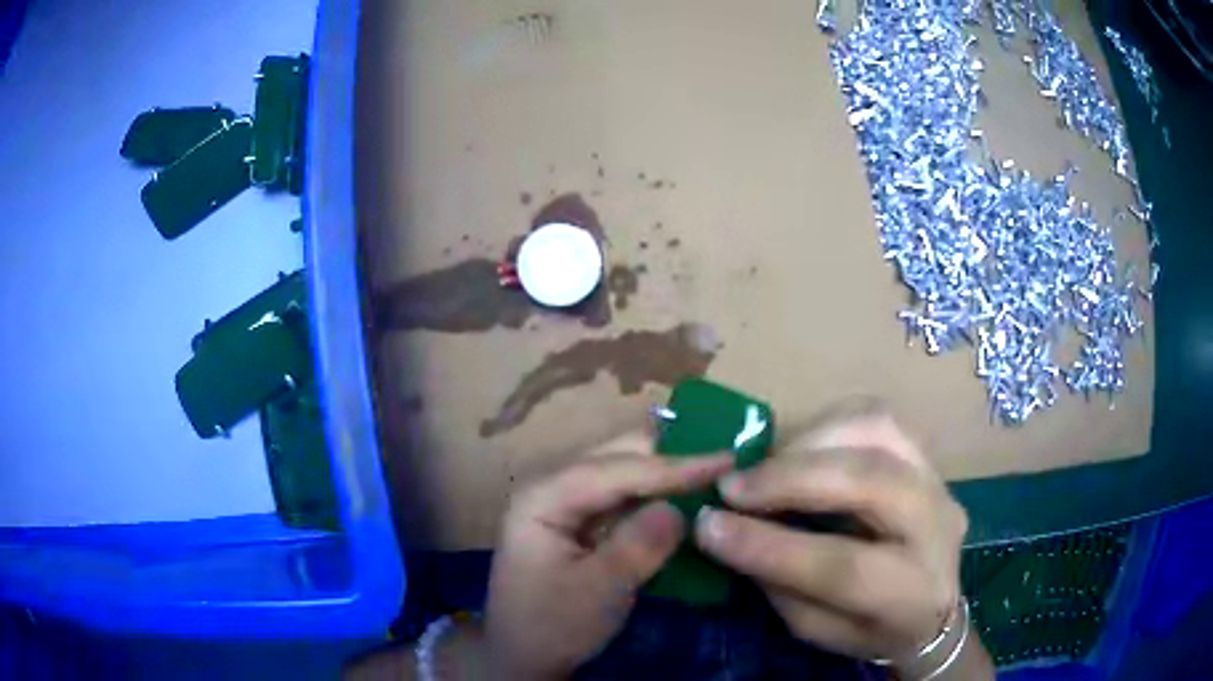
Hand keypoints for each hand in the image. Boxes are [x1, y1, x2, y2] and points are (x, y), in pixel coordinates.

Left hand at [486, 435, 731, 679]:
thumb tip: (679, 508)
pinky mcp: (574, 523)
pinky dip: (651, 495)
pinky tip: (681, 494)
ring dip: (662, 472)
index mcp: (543, 497)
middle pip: (615, 458)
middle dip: (668, 457)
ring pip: (619, 473)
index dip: (673, 466)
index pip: (615, 470)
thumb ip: (639, 545)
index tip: (726, 460)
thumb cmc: (552, 626)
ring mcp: (561, 504)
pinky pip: (619, 497)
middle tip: (724, 457)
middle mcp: (549, 487)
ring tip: (712, 467)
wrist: (521, 658)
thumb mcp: (599, 591)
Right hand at [693, 403, 968, 663]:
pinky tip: (798, 448)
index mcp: (911, 593)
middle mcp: (937, 527)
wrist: (934, 607)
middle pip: (872, 480)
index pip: (843, 566)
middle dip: (792, 476)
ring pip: (879, 430)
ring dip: (810, 440)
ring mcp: (939, 481)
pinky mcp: (929, 455)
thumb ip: (780, 584)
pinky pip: (878, 417)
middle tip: (733, 486)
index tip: (710, 526)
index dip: (770, 546)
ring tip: (764, 465)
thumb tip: (730, 528)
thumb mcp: (817, 631)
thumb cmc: (870, 629)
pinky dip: (829, 424)